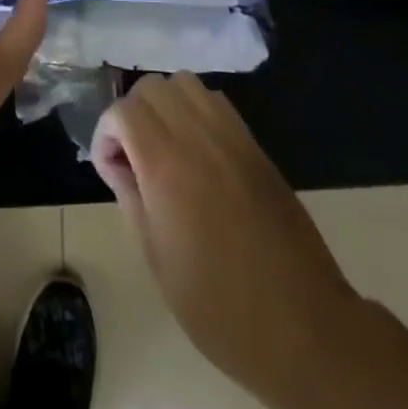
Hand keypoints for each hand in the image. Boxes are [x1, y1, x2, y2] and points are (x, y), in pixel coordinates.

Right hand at [91, 73, 357, 406]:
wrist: (301, 325)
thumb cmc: (218, 304)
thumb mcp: (156, 257)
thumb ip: (131, 196)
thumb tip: (117, 164)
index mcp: (166, 164)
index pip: (123, 110)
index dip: (105, 133)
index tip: (110, 169)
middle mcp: (198, 136)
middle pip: (152, 86)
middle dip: (131, 112)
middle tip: (132, 156)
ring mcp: (232, 136)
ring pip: (185, 83)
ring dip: (165, 104)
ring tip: (163, 147)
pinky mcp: (255, 146)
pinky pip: (216, 102)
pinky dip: (195, 111)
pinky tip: (196, 152)